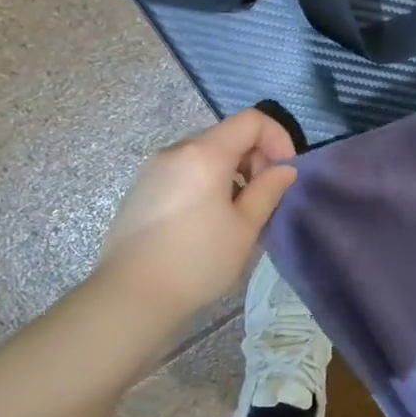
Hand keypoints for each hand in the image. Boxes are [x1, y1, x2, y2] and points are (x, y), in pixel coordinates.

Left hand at [95, 109, 298, 319]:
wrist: (131, 295)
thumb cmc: (197, 260)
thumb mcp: (245, 228)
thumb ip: (268, 190)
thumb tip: (284, 169)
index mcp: (205, 154)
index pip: (251, 120)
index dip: (277, 138)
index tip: (284, 171)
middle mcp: (177, 150)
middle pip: (227, 134)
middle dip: (254, 156)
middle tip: (263, 195)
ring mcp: (154, 167)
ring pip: (204, 152)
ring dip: (231, 170)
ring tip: (236, 211)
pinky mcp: (141, 187)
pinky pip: (184, 169)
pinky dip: (206, 179)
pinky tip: (206, 218)